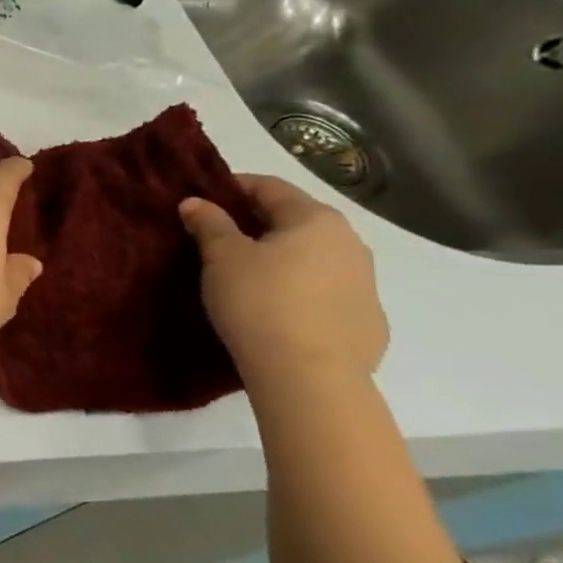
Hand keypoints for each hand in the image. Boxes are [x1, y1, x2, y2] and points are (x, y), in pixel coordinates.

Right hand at [180, 173, 388, 387]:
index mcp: (315, 219)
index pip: (269, 187)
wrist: (309, 375)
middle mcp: (349, 242)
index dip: (231, 187)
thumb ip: (209, 223)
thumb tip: (196, 202)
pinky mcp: (365, 319)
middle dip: (254, 223)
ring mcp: (365, 283)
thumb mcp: (222, 257)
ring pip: (311, 255)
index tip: (201, 199)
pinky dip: (297, 286)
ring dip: (278, 255)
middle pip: (294, 220)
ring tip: (242, 272)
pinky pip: (323, 289)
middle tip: (215, 236)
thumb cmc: (260, 301)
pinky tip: (273, 307)